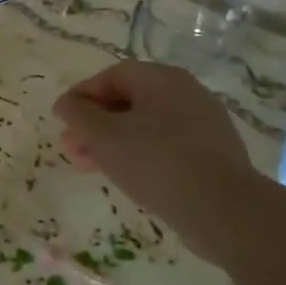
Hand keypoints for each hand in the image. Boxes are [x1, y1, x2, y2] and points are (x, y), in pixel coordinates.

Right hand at [53, 61, 254, 251]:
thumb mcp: (104, 136)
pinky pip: (166, 145)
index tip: (62, 119)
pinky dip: (140, 154)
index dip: (82, 95)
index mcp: (162, 79)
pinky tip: (127, 177)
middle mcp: (186, 93)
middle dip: (94, 124)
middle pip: (129, 100)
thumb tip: (66, 103)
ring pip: (146, 125)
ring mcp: (204, 124)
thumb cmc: (155, 162)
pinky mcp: (213, 154)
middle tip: (71, 148)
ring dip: (113, 142)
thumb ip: (78, 115)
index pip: (112, 75)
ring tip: (90, 167)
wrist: (223, 209)